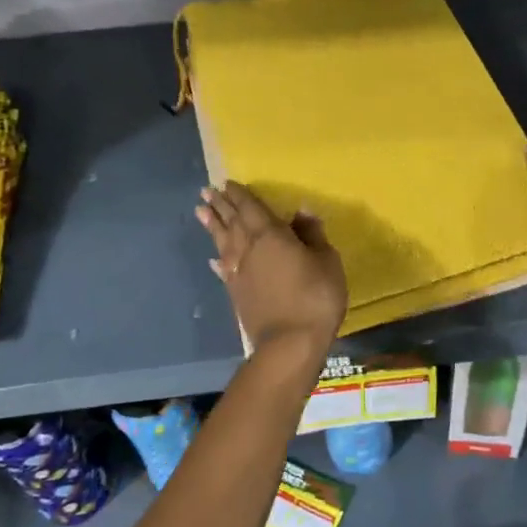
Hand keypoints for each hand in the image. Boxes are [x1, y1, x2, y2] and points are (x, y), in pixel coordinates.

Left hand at [197, 182, 347, 352]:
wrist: (290, 343)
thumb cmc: (315, 296)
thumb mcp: (326, 261)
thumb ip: (312, 235)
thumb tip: (302, 211)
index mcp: (271, 234)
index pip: (252, 208)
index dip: (240, 195)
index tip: (228, 183)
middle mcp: (249, 248)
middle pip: (232, 221)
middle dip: (221, 205)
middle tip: (206, 191)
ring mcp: (239, 272)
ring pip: (223, 242)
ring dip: (212, 225)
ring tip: (200, 211)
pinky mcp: (236, 292)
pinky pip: (223, 269)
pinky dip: (218, 260)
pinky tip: (213, 258)